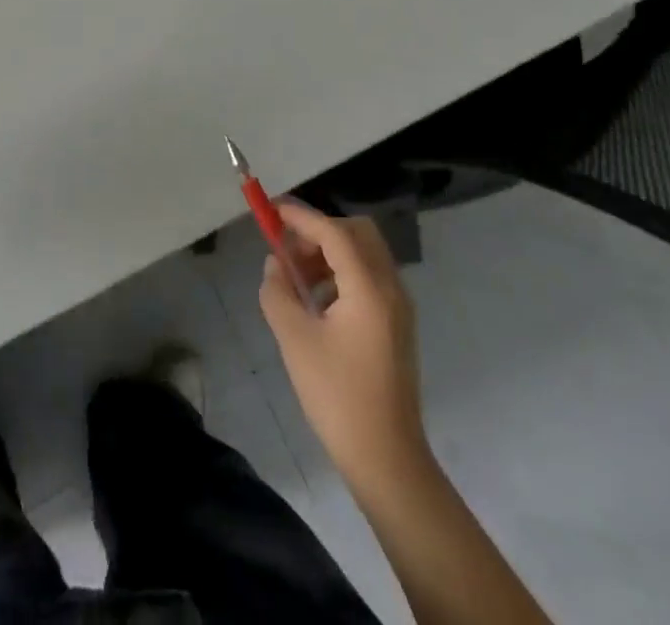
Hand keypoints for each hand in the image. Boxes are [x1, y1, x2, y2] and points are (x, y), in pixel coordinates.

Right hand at [260, 200, 426, 485]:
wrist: (386, 459)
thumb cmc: (337, 397)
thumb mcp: (295, 340)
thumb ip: (278, 292)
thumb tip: (275, 265)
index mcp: (368, 288)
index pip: (333, 232)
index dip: (300, 216)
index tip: (271, 210)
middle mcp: (390, 287)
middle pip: (356, 233)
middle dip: (319, 231)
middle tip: (288, 251)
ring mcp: (398, 306)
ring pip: (364, 253)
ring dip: (329, 252)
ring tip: (297, 279)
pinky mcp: (397, 324)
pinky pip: (369, 277)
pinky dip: (342, 273)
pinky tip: (318, 303)